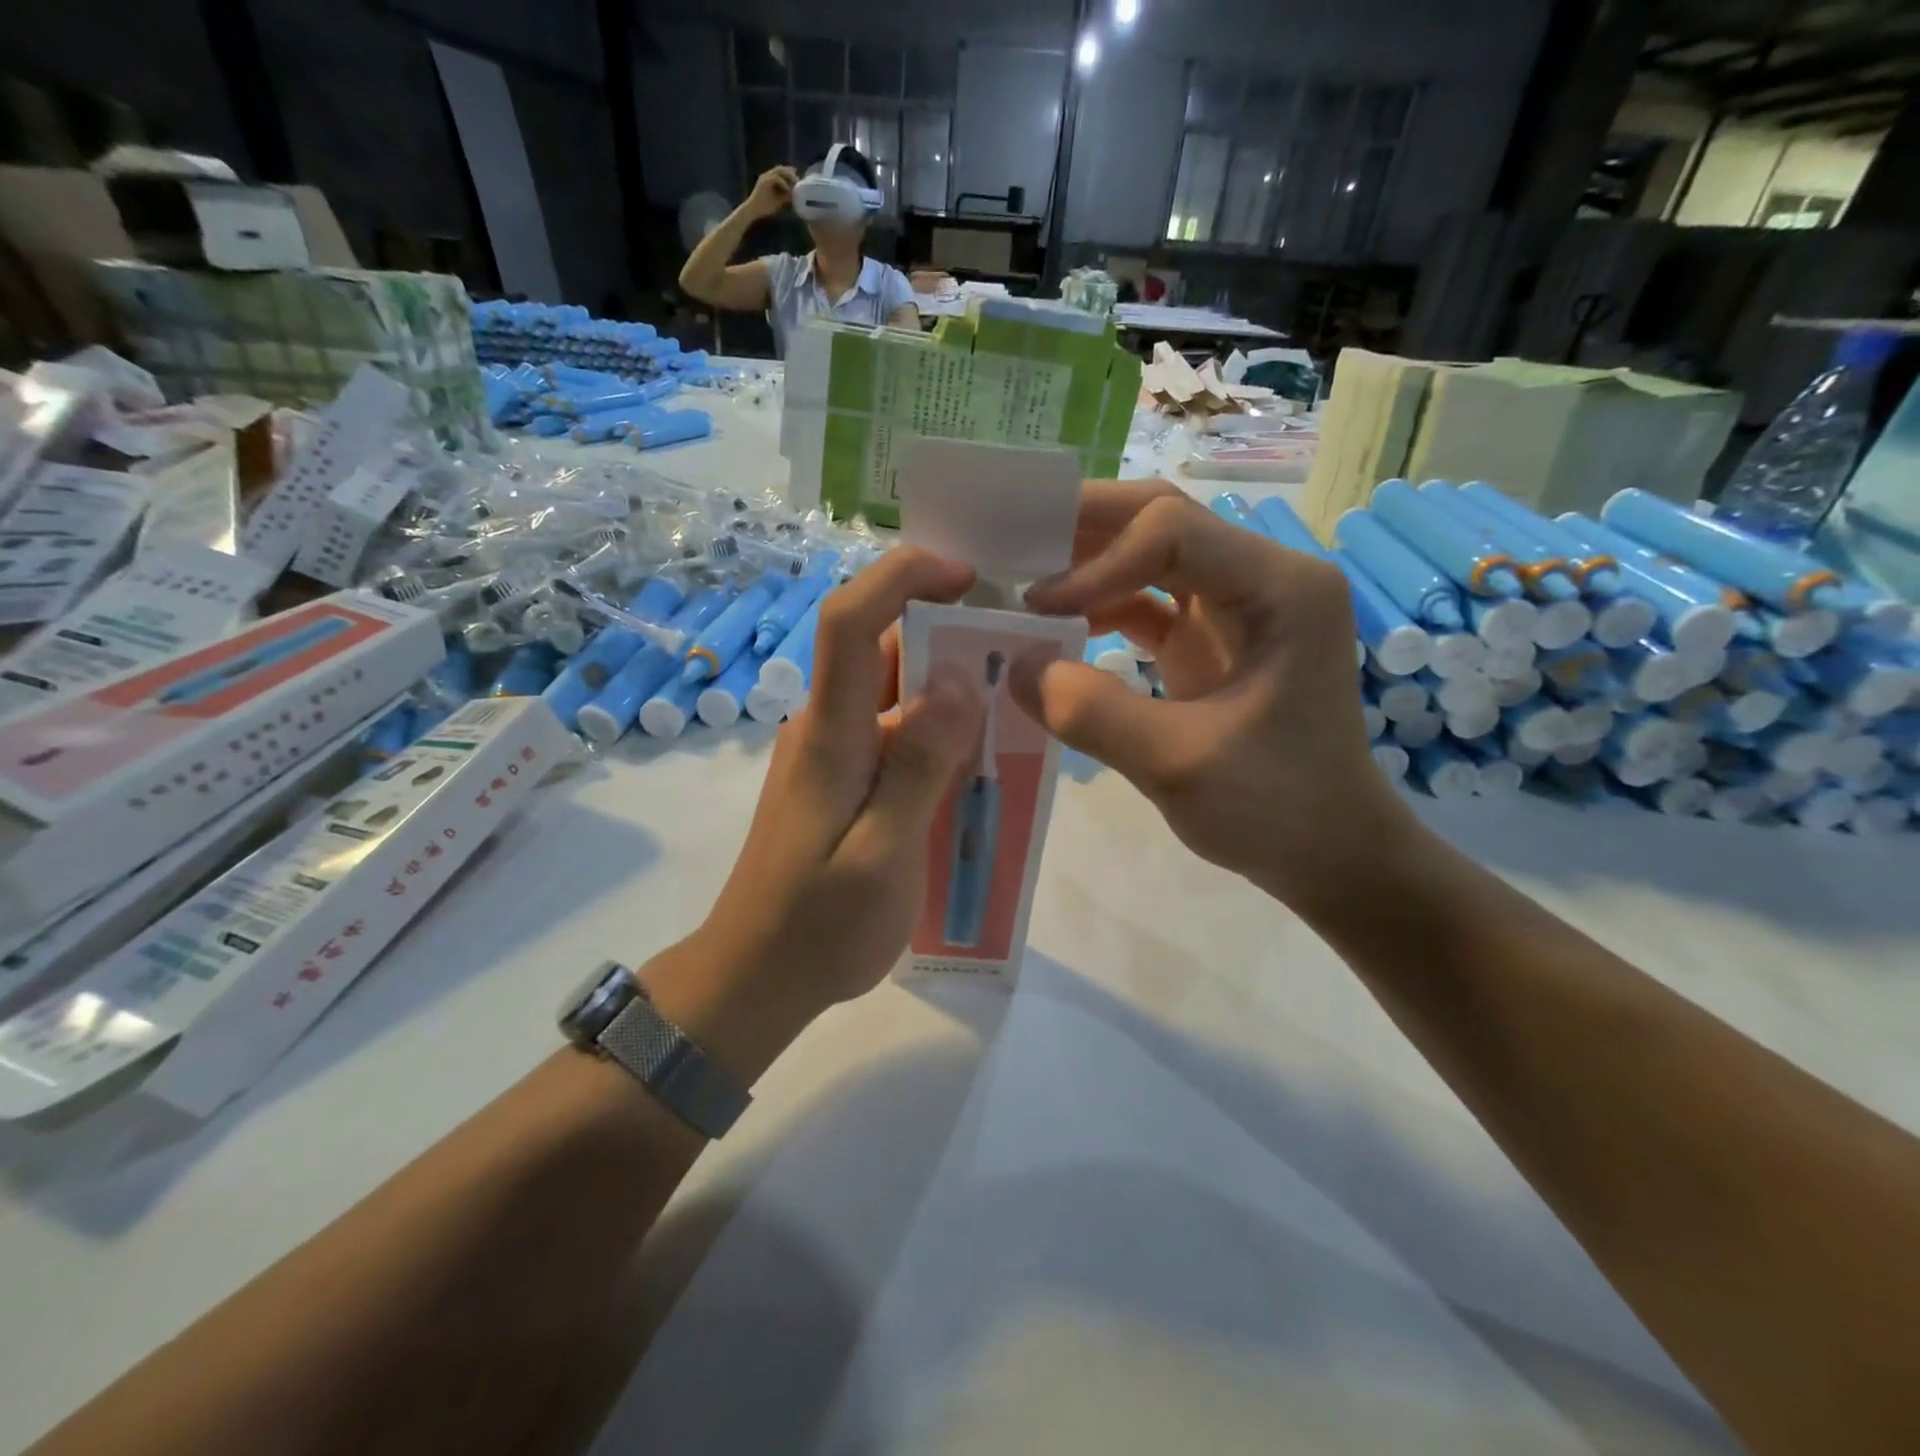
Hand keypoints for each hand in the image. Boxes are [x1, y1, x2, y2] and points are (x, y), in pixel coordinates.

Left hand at [642, 549, 982, 1081]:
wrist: (755, 979)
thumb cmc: (818, 927)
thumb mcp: (881, 856)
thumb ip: (918, 768)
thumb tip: (959, 680)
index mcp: (830, 734)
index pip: (850, 621)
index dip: (901, 577)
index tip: (967, 577)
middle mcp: (826, 728)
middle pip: (881, 649)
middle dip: (948, 634)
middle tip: (1021, 656)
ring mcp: (831, 755)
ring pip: (894, 694)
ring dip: (949, 688)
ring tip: (1014, 710)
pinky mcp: (841, 783)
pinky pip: (894, 735)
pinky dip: (937, 733)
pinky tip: (976, 766)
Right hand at [747, 165, 799, 218]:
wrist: (753, 211)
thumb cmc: (765, 207)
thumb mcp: (779, 201)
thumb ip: (786, 196)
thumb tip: (796, 195)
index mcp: (770, 179)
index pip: (781, 171)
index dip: (790, 173)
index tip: (798, 178)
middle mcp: (767, 175)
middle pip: (780, 169)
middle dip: (790, 173)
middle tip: (799, 179)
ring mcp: (765, 177)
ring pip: (778, 171)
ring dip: (788, 176)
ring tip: (795, 183)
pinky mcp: (763, 182)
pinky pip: (776, 178)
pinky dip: (783, 183)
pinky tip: (788, 189)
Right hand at [1012, 484, 1416, 911]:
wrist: (1330, 853)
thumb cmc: (1276, 809)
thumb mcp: (1176, 764)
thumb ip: (1090, 712)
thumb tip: (1015, 665)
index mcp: (1280, 589)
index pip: (1172, 532)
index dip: (1097, 563)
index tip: (1037, 606)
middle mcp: (1263, 578)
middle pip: (1163, 521)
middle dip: (1085, 528)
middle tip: (1013, 539)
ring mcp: (1237, 607)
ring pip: (1151, 554)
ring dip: (1088, 562)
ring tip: (1023, 578)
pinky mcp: (1212, 639)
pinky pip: (1148, 601)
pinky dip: (1101, 606)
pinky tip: (1058, 626)